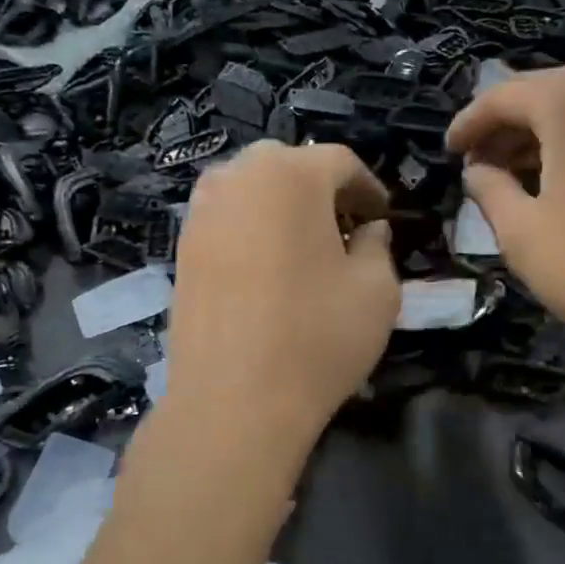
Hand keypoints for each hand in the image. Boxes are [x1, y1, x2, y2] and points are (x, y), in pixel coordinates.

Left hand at [163, 141, 400, 457]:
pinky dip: (251, 229)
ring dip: (282, 206)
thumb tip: (369, 230)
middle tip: (344, 228)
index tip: (382, 217)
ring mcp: (201, 213)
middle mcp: (237, 178)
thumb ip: (378, 246)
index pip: (339, 161)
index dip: (368, 187)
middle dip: (321, 190)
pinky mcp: (182, 249)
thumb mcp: (378, 291)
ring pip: (250, 189)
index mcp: (291, 175)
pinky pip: (225, 219)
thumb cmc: (317, 338)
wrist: (234, 402)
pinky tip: (266, 268)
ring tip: (303, 247)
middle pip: (288, 165)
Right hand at [446, 64, 564, 361]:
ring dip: (545, 134)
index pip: (503, 96)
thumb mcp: (521, 232)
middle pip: (546, 93)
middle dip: (507, 127)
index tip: (449, 150)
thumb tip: (477, 170)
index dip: (469, 124)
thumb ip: (488, 189)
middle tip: (480, 164)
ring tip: (517, 174)